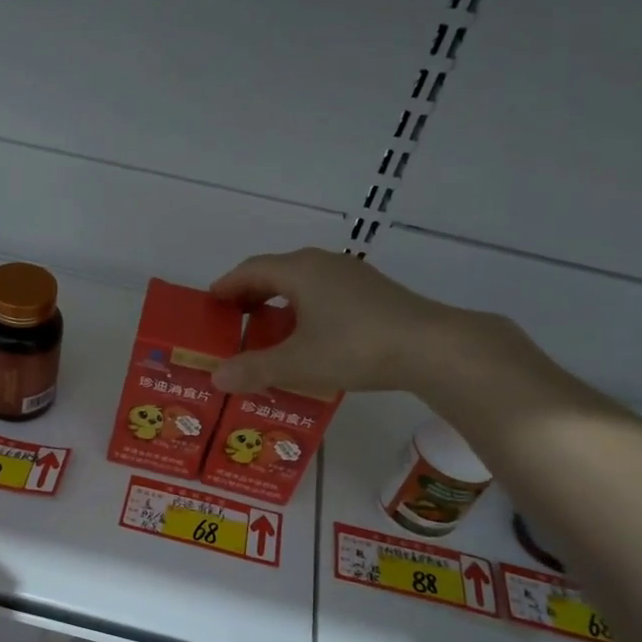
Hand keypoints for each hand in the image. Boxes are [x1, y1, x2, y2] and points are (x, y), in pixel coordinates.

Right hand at [210, 247, 514, 398]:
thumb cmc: (354, 347)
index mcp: (300, 270)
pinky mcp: (373, 292)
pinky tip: (309, 336)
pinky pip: (325, 293)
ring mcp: (353, 276)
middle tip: (234, 320)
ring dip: (279, 302)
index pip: (251, 269)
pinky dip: (304, 308)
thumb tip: (216, 378)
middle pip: (276, 272)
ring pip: (303, 282)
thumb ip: (254, 369)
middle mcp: (324, 264)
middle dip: (251, 294)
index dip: (227, 285)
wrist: (430, 347)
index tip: (210, 303)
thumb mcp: (297, 363)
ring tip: (268, 331)